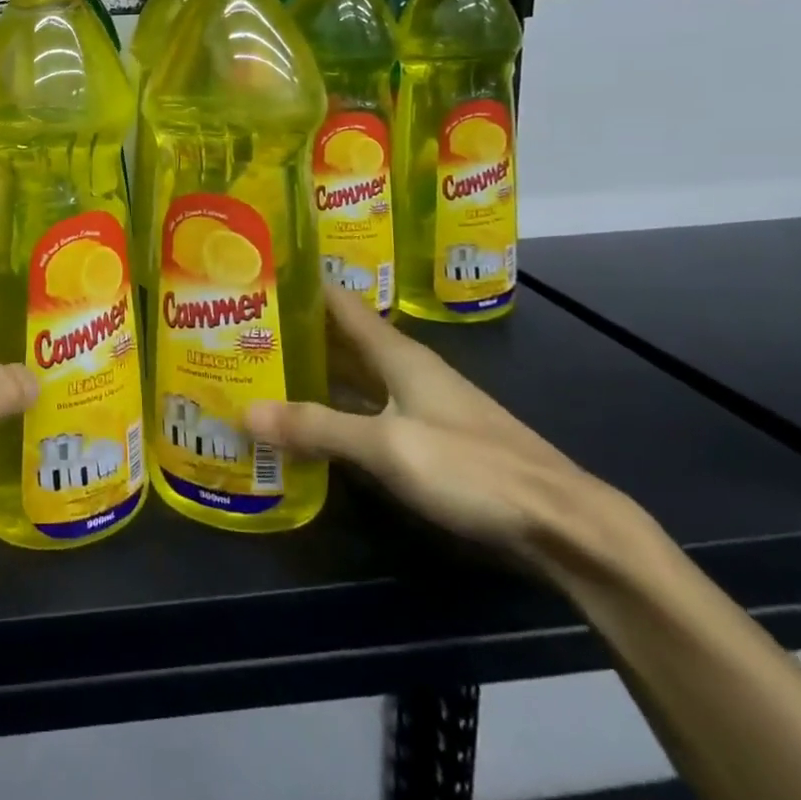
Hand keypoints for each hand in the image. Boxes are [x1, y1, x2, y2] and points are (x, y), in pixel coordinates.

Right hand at [245, 286, 619, 571]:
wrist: (561, 524)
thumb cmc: (473, 468)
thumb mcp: (387, 446)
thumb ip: (317, 428)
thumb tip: (245, 412)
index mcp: (398, 353)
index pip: (339, 301)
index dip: (299, 284)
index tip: (255, 275)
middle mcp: (406, 368)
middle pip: (341, 337)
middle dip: (294, 330)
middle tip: (239, 328)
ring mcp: (418, 403)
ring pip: (353, 374)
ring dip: (312, 370)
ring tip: (260, 369)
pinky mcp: (426, 437)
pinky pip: (366, 408)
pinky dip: (334, 406)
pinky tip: (307, 421)